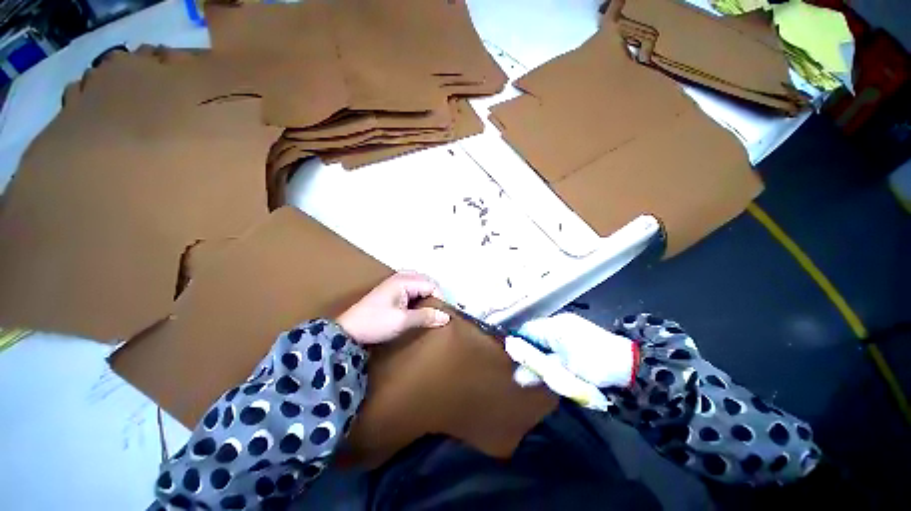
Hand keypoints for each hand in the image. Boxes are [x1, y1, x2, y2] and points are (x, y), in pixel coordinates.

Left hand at [337, 272, 450, 344]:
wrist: (348, 330)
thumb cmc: (376, 323)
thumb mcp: (403, 321)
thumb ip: (425, 317)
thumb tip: (446, 317)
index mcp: (404, 281)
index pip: (431, 285)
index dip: (440, 298)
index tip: (443, 314)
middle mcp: (401, 277)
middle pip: (426, 281)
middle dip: (434, 294)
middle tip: (438, 310)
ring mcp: (395, 282)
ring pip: (419, 283)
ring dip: (427, 294)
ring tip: (430, 308)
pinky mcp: (391, 289)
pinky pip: (411, 286)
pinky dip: (418, 294)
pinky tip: (418, 305)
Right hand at [511, 313, 635, 388]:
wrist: (631, 365)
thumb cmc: (593, 366)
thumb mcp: (563, 372)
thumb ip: (539, 370)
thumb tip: (517, 376)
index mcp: (553, 326)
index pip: (525, 330)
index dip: (518, 344)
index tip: (516, 361)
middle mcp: (558, 321)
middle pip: (534, 332)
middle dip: (530, 349)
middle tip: (530, 367)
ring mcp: (569, 324)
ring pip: (544, 336)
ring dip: (541, 350)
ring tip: (543, 367)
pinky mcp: (577, 331)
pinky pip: (555, 337)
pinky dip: (551, 349)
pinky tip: (556, 361)